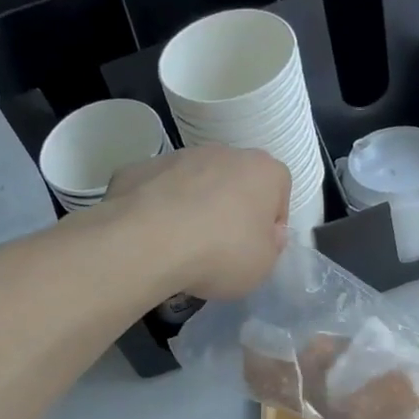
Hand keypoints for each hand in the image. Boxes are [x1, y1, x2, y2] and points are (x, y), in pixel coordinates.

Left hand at [107, 146, 288, 299]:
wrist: (148, 242)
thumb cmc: (221, 253)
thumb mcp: (263, 265)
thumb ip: (271, 245)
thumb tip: (267, 233)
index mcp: (263, 170)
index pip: (279, 189)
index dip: (270, 221)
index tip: (257, 246)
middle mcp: (223, 152)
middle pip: (235, 181)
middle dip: (231, 209)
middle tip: (221, 247)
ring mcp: (178, 156)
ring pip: (195, 181)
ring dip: (194, 206)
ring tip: (183, 245)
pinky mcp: (140, 167)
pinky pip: (158, 190)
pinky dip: (158, 208)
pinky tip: (153, 237)